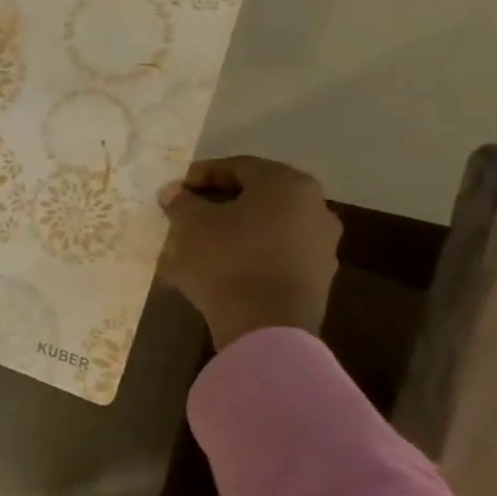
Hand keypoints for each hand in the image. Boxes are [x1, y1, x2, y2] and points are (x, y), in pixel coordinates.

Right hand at [157, 156, 340, 350]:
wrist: (266, 328)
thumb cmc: (227, 259)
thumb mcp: (190, 222)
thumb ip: (181, 201)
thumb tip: (175, 193)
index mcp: (287, 184)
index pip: (237, 167)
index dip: (200, 176)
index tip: (174, 191)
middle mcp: (315, 209)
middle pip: (255, 197)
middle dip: (216, 203)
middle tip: (185, 213)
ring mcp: (321, 246)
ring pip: (264, 227)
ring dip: (230, 230)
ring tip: (194, 243)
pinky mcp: (316, 279)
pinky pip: (273, 255)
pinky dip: (246, 255)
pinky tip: (215, 268)